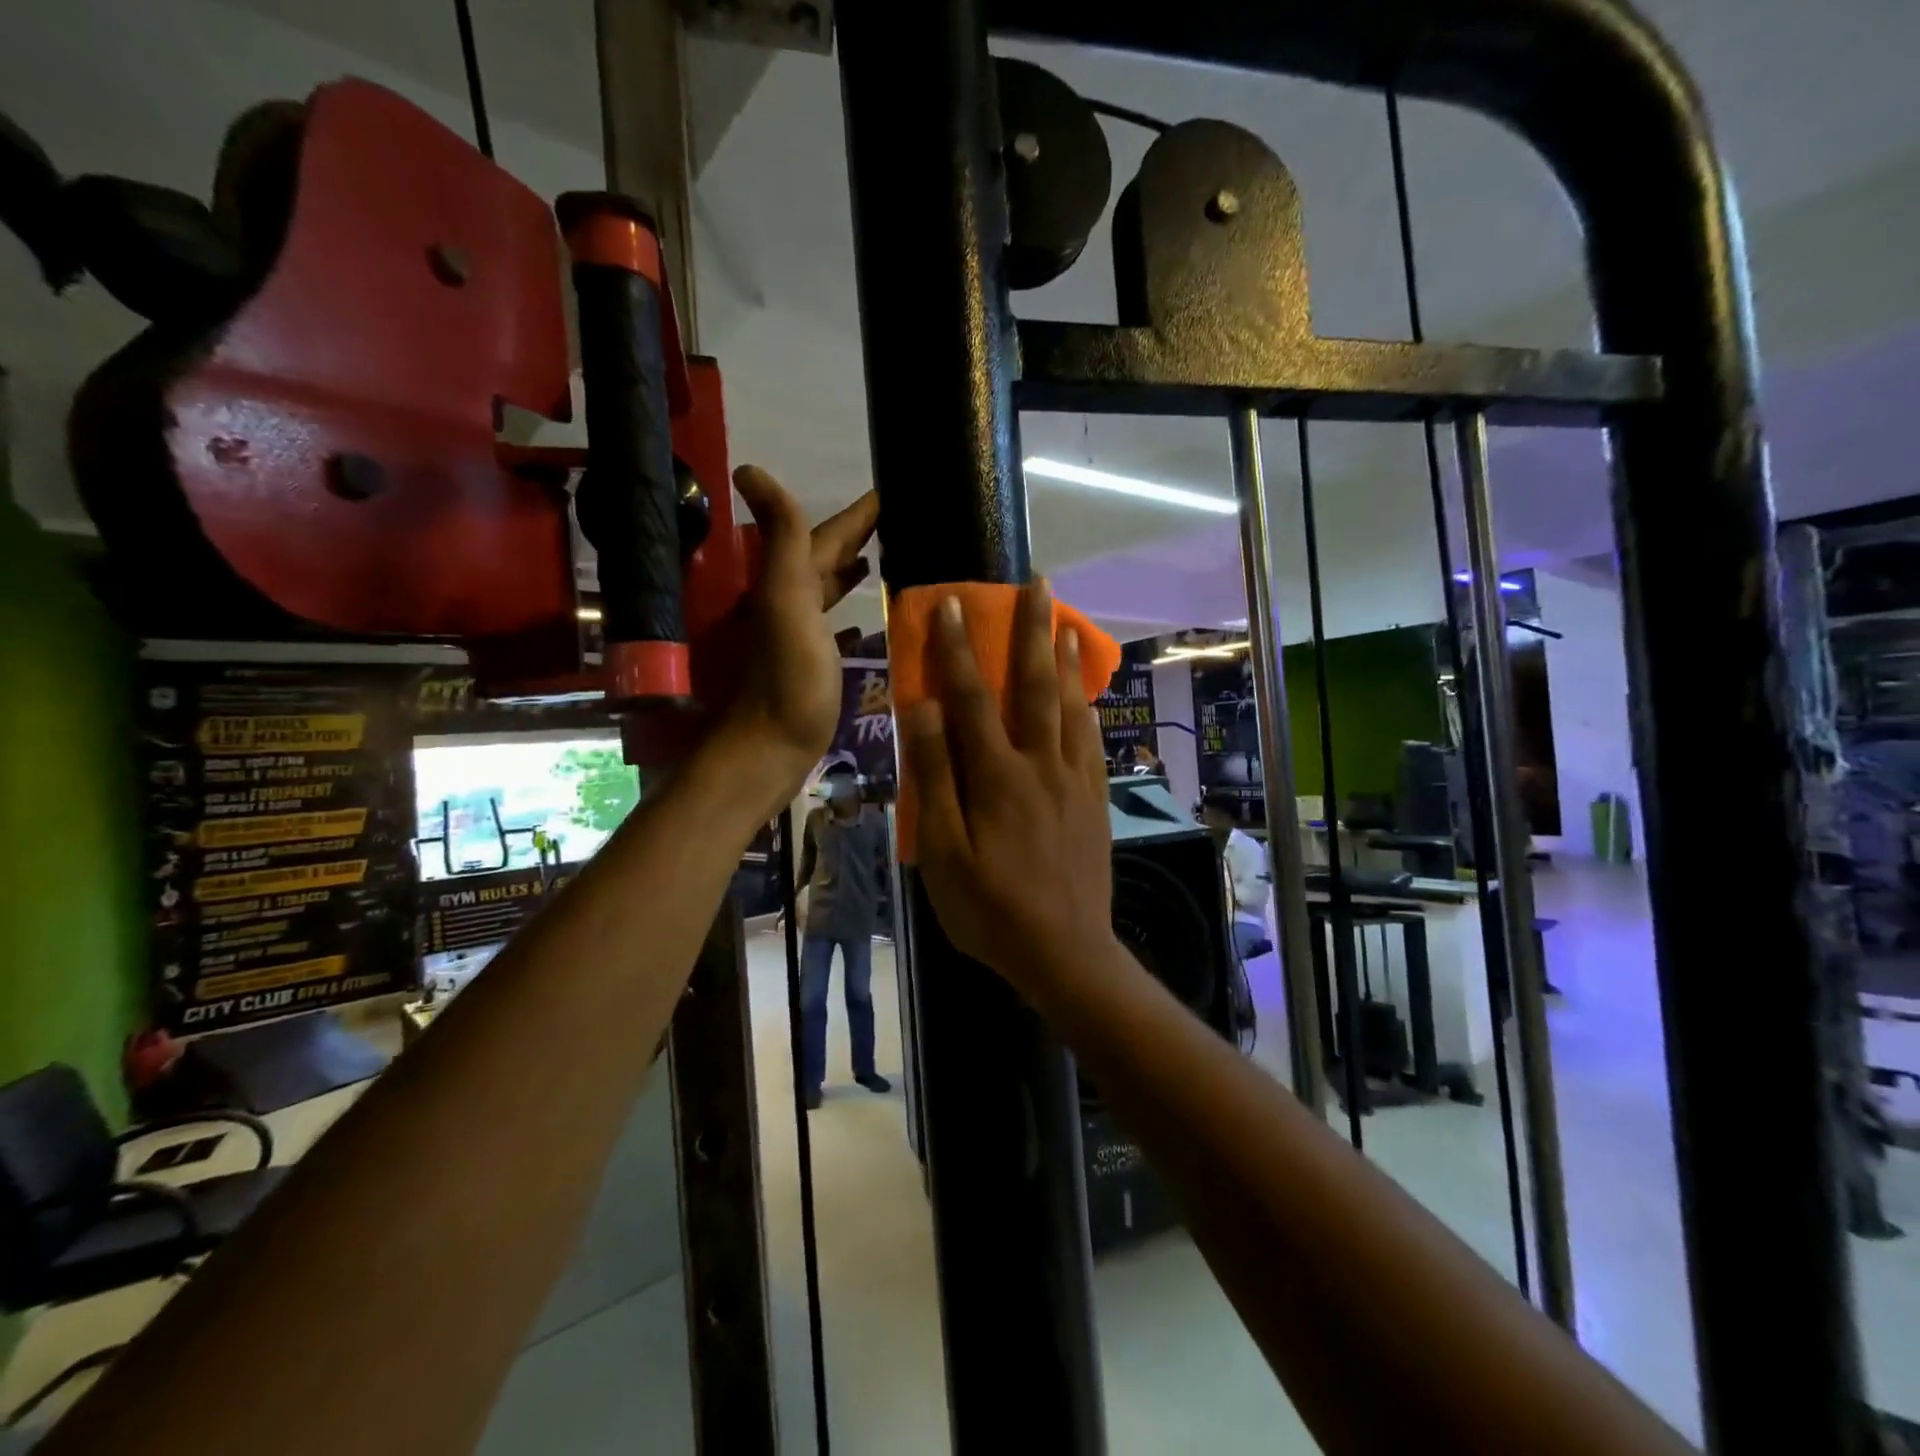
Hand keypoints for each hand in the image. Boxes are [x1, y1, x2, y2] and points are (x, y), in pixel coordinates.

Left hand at [714, 465, 877, 812]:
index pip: (828, 535)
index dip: (859, 513)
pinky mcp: (812, 668)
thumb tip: (751, 468)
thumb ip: (782, 540)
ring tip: (885, 559)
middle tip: (900, 521)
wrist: (768, 751)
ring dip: (852, 573)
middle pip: (827, 559)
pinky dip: (849, 618)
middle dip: (859, 537)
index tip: (893, 490)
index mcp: (790, 583)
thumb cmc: (788, 680)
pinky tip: (867, 621)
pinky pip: (834, 630)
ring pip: (829, 592)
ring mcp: (801, 637)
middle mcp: (792, 603)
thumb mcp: (786, 602)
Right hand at [901, 579, 1114, 1004]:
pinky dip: (1086, 708)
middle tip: (1037, 584)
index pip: (971, 698)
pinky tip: (1086, 696)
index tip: (952, 603)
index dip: (957, 649)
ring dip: (1064, 660)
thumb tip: (925, 709)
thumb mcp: (944, 851)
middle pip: (1034, 686)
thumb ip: (936, 777)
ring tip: (1064, 623)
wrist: (1065, 953)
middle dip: (1032, 631)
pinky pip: (1091, 742)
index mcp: (997, 776)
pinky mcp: (1093, 801)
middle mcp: (1040, 765)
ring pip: (1070, 707)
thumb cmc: (990, 909)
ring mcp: (1073, 781)